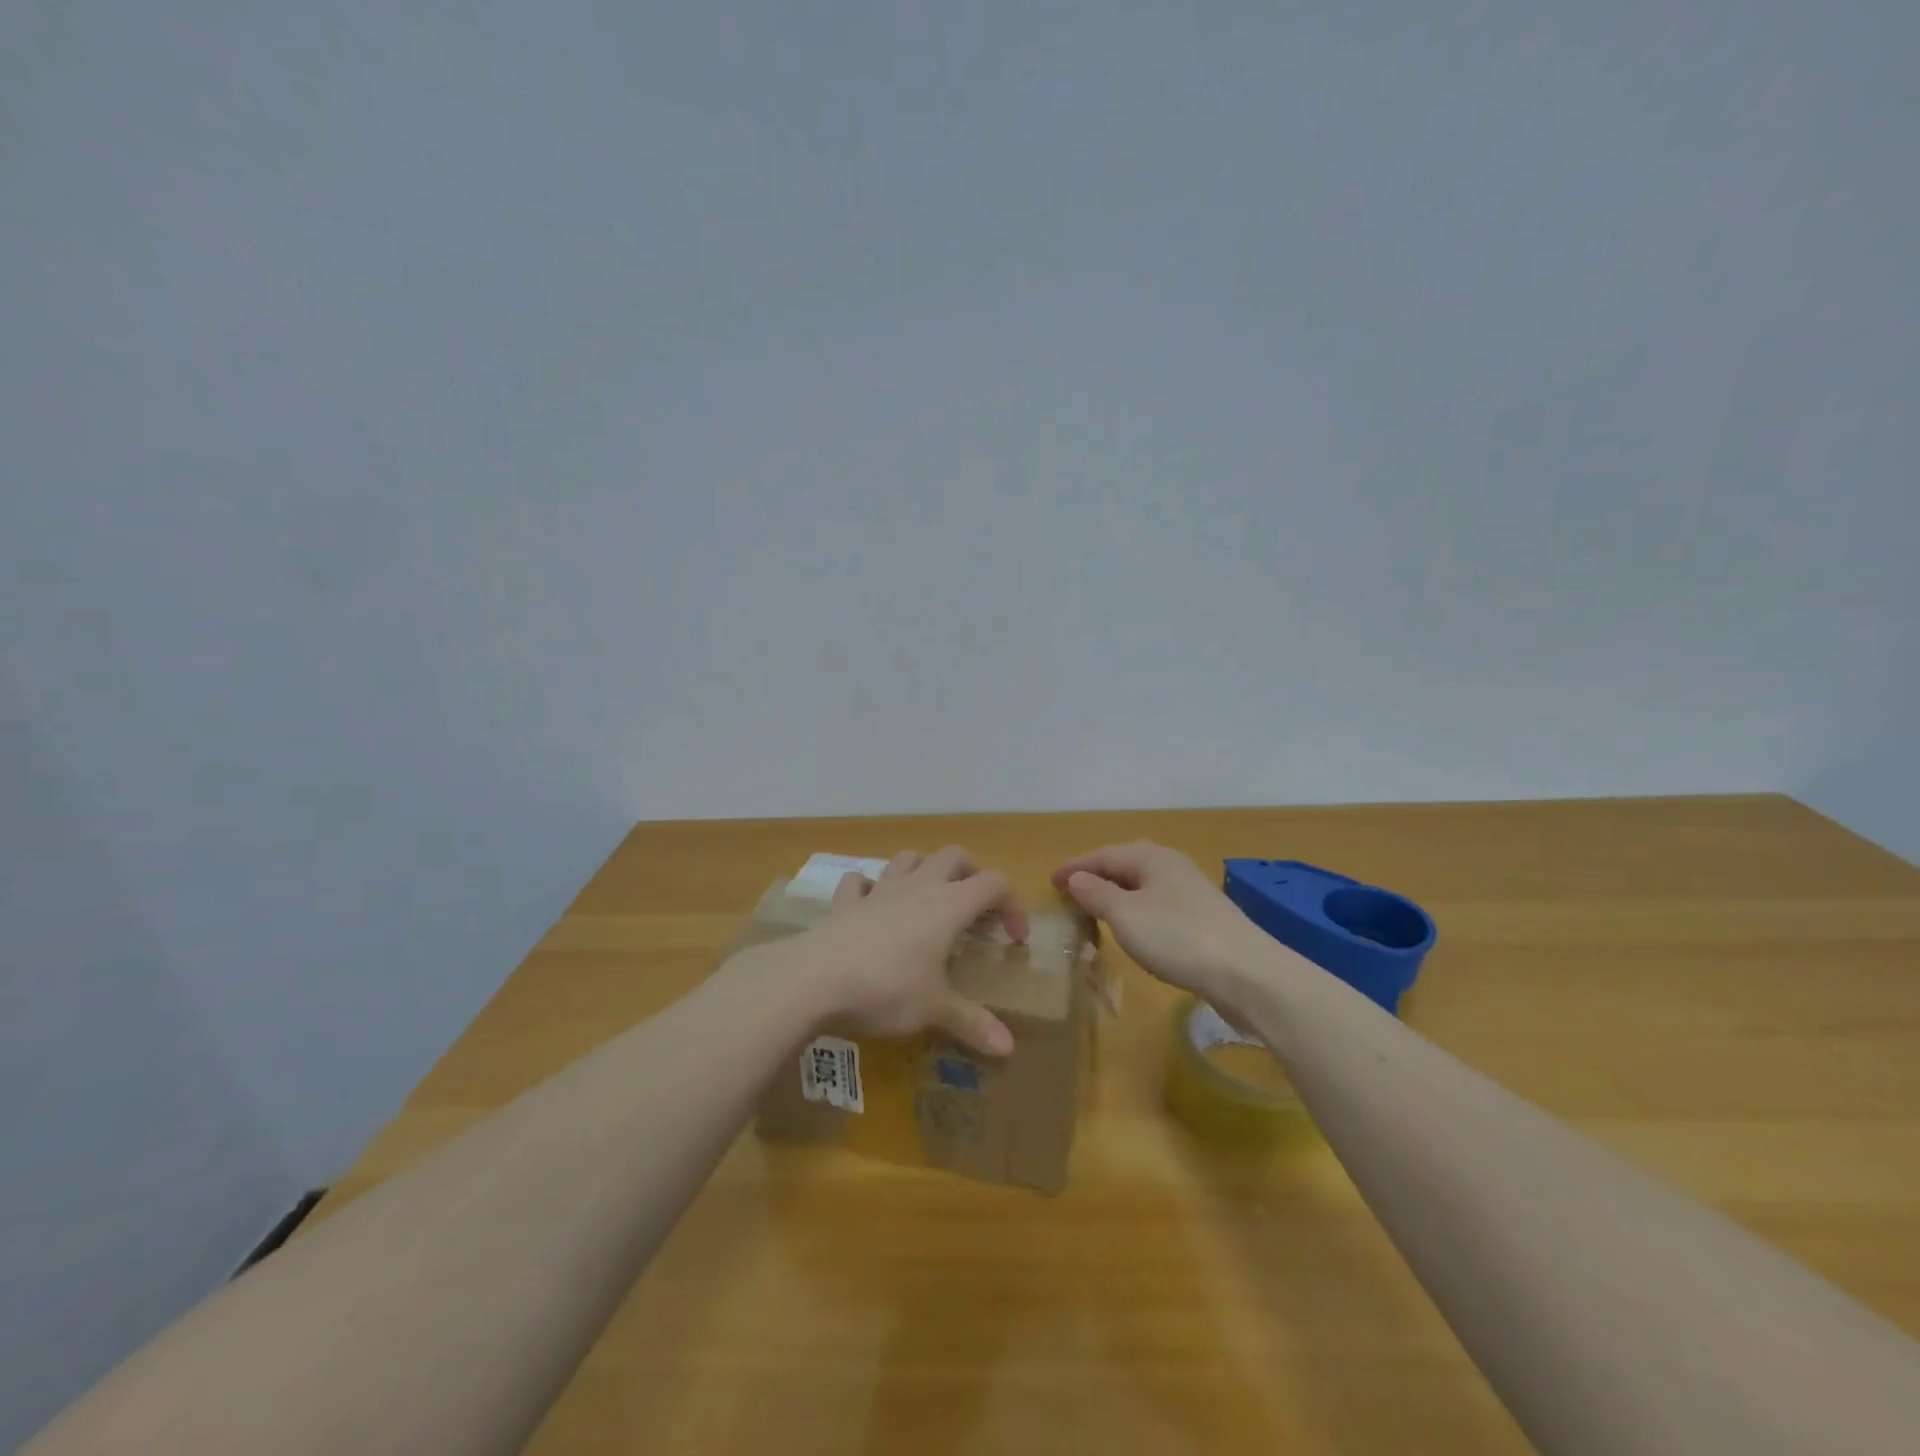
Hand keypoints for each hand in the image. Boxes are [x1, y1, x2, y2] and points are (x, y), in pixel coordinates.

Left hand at [779, 847, 1027, 1056]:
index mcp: (948, 906)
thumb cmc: (886, 989)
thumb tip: (1009, 1049)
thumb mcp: (934, 1010)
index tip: (1014, 939)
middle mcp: (917, 887)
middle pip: (954, 856)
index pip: (994, 884)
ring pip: (908, 859)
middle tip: (977, 909)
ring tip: (929, 899)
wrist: (814, 978)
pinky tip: (872, 907)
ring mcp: (878, 890)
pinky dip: (871, 888)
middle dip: (972, 874)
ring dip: (925, 870)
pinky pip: (860, 882)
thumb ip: (972, 1024)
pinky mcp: (844, 903)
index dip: (1012, 904)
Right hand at [1052, 841, 1278, 1015]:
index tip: (1050, 880)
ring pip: (1144, 886)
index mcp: (1152, 858)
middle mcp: (1173, 868)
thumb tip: (1075, 878)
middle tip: (1072, 891)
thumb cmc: (1178, 937)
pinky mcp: (1203, 921)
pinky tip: (1134, 931)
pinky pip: (1157, 906)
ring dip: (1117, 895)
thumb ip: (1097, 894)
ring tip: (1096, 911)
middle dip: (1098, 875)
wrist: (1248, 975)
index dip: (1075, 866)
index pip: (1104, 855)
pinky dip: (1136, 912)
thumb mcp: (1126, 915)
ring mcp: (1191, 894)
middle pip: (1126, 865)